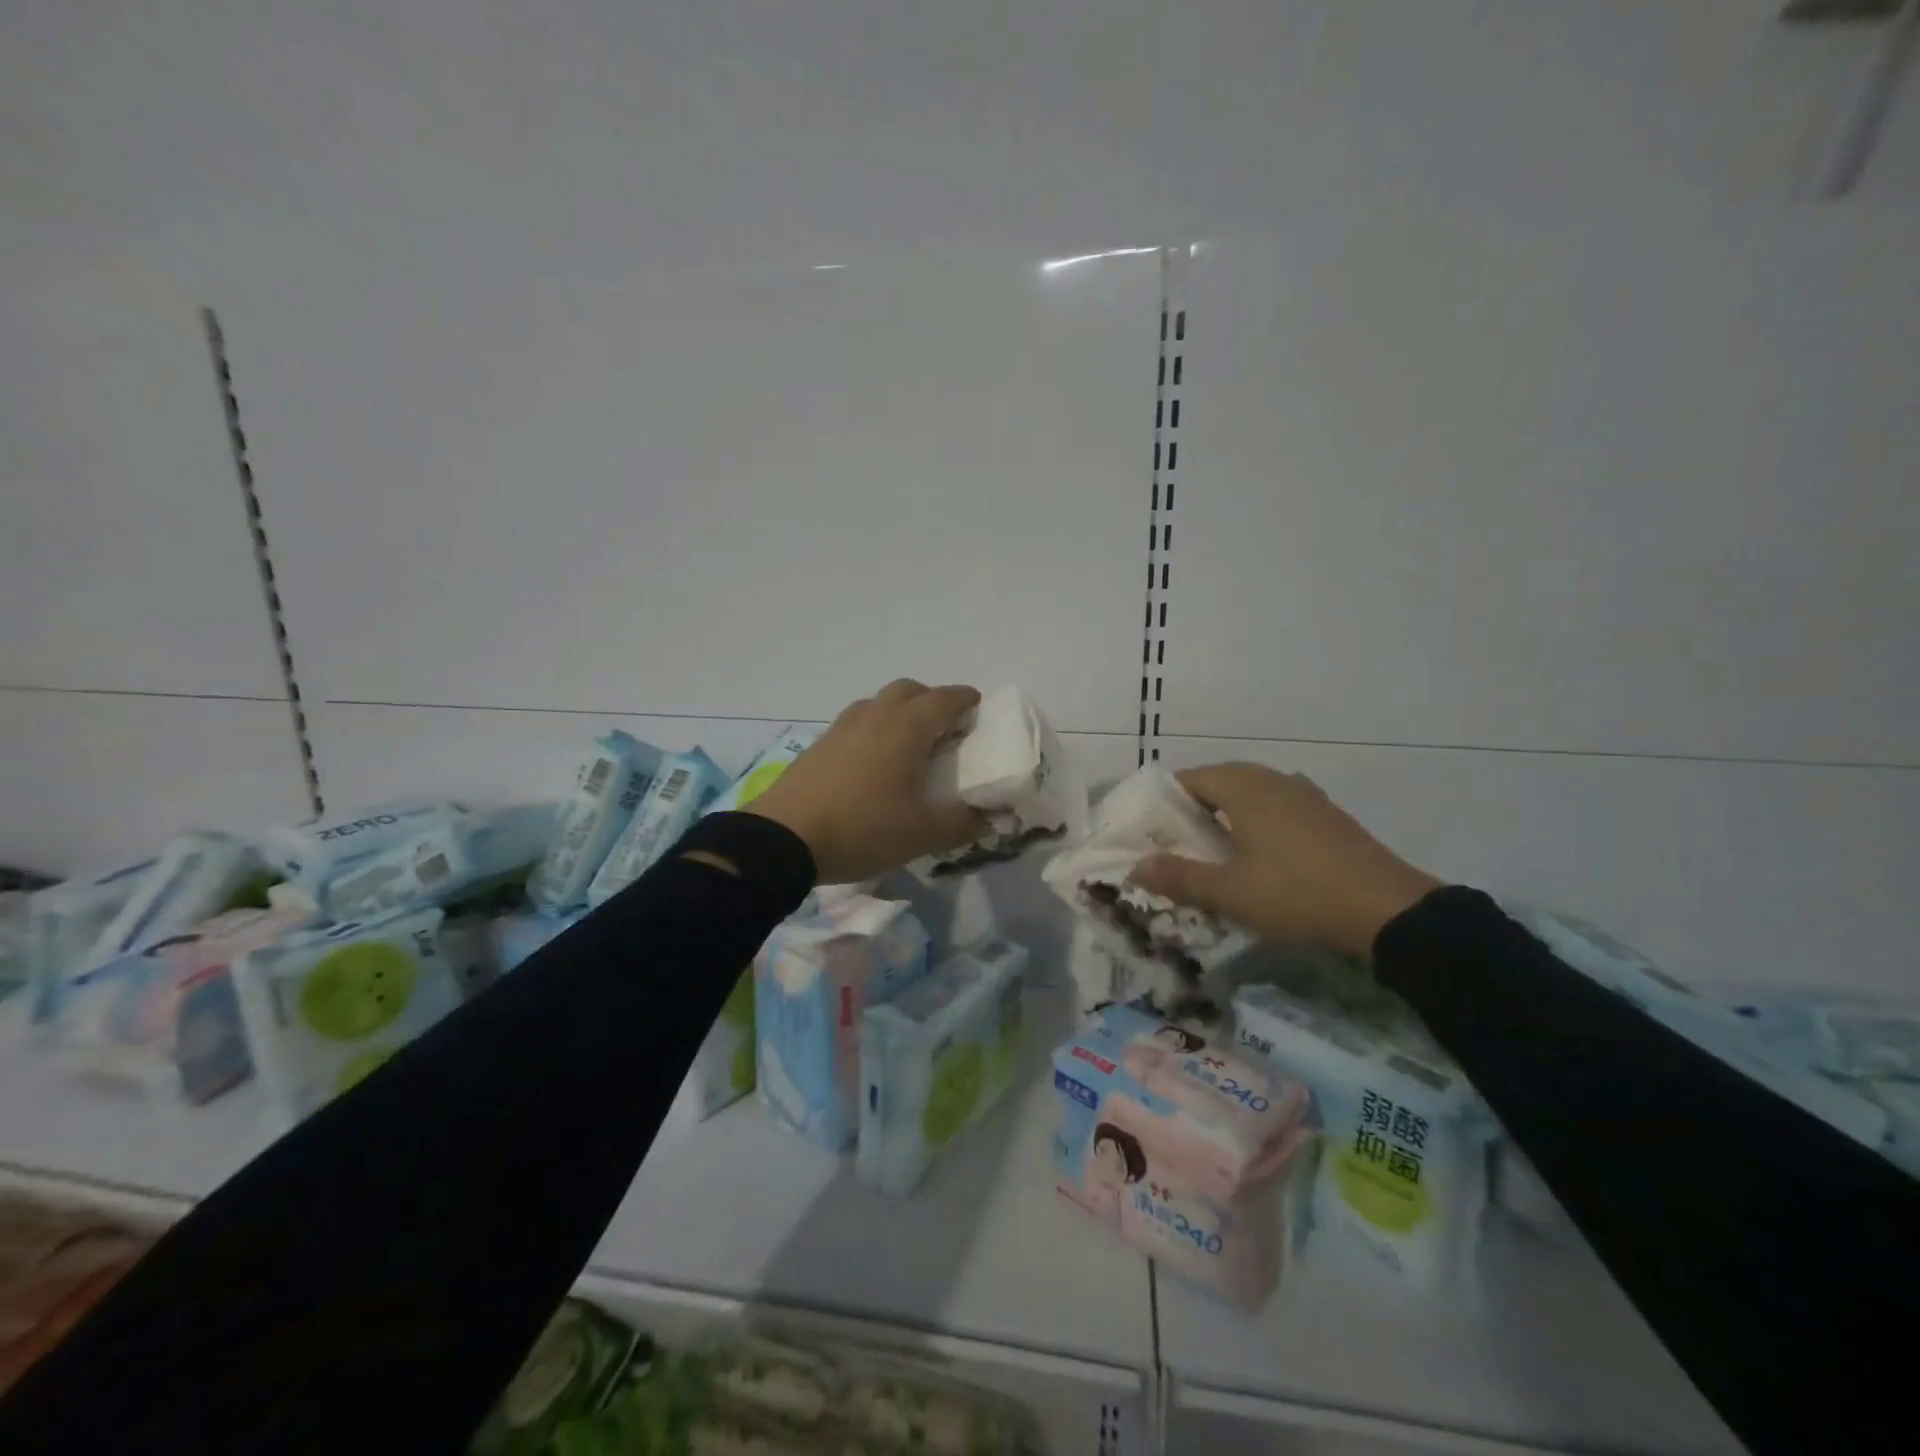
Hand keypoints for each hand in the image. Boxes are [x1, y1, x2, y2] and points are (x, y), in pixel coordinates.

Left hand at [748, 680, 988, 883]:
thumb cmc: (862, 829)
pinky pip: (856, 723)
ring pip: (878, 703)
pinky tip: (872, 762)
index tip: (978, 708)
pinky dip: (873, 729)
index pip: (945, 699)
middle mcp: (875, 716)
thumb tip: (988, 819)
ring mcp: (842, 728)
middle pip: (909, 690)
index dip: (965, 700)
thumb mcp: (921, 834)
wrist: (784, 838)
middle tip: (945, 728)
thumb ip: (961, 824)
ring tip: (908, 744)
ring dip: (899, 712)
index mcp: (906, 728)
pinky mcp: (819, 745)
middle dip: (931, 700)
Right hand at [1131, 763, 1441, 956]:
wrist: (1388, 911)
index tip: (1151, 829)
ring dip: (1228, 814)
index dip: (1165, 801)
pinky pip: (1279, 807)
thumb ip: (1179, 877)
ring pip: (1252, 793)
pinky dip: (1258, 822)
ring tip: (1214, 849)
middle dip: (1195, 807)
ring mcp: (1306, 796)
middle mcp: (1273, 780)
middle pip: (1221, 781)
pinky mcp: (1328, 816)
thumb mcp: (1229, 892)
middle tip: (1177, 842)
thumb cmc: (1296, 894)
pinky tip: (1260, 855)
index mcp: (1244, 787)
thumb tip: (1136, 867)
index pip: (1190, 778)